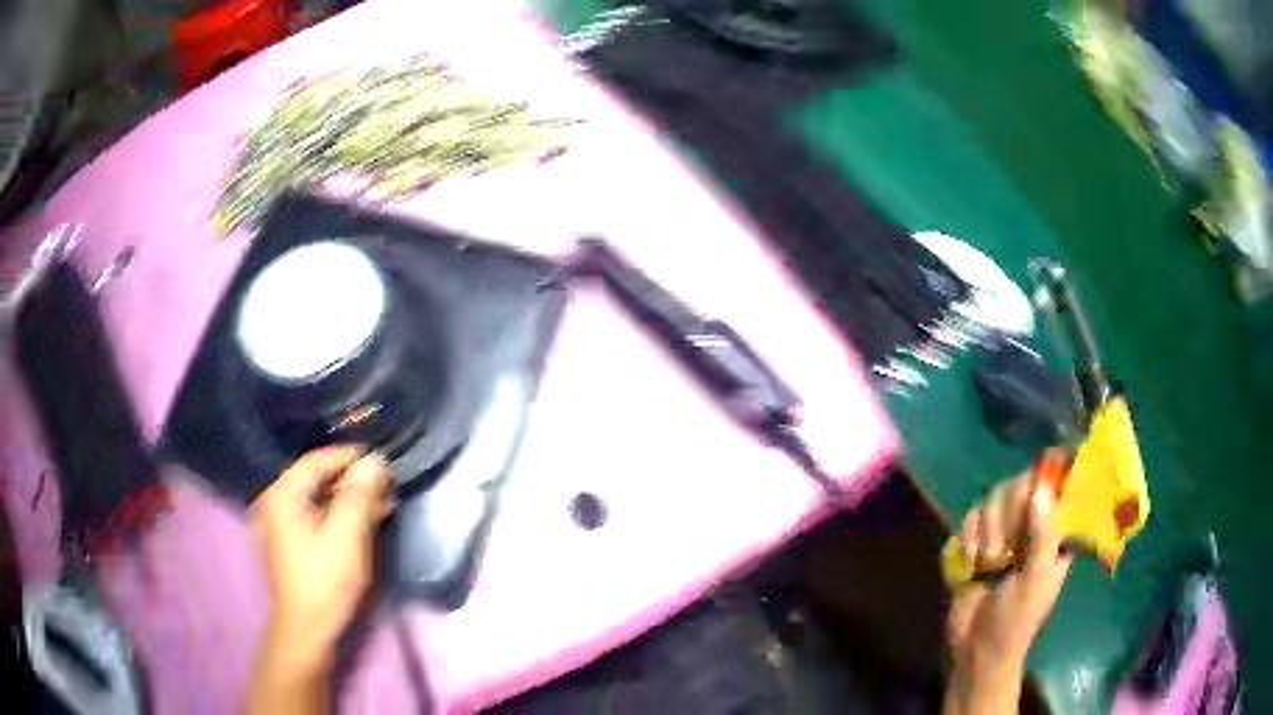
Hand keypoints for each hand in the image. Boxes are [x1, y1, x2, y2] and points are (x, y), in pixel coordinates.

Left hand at [251, 446, 390, 669]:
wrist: (308, 630)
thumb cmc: (325, 582)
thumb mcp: (346, 537)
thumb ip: (359, 495)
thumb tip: (374, 460)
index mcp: (283, 495)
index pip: (318, 460)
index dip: (351, 457)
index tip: (383, 459)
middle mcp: (278, 501)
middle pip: (318, 478)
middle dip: (354, 480)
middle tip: (389, 483)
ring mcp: (284, 523)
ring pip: (321, 498)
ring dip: (352, 498)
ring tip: (386, 500)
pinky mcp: (294, 541)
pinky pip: (319, 516)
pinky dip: (342, 515)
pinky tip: (369, 519)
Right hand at [943, 465, 1072, 714]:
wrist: (976, 650)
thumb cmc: (1017, 619)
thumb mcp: (1036, 579)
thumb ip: (1042, 534)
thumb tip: (1041, 488)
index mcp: (1054, 533)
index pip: (1053, 486)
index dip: (1042, 482)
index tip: (1029, 496)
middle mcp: (1029, 526)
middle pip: (1017, 486)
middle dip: (1005, 517)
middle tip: (1003, 550)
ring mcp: (1001, 533)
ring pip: (991, 500)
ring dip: (985, 532)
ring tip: (986, 563)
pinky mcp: (975, 543)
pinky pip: (969, 518)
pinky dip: (966, 539)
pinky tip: (970, 564)